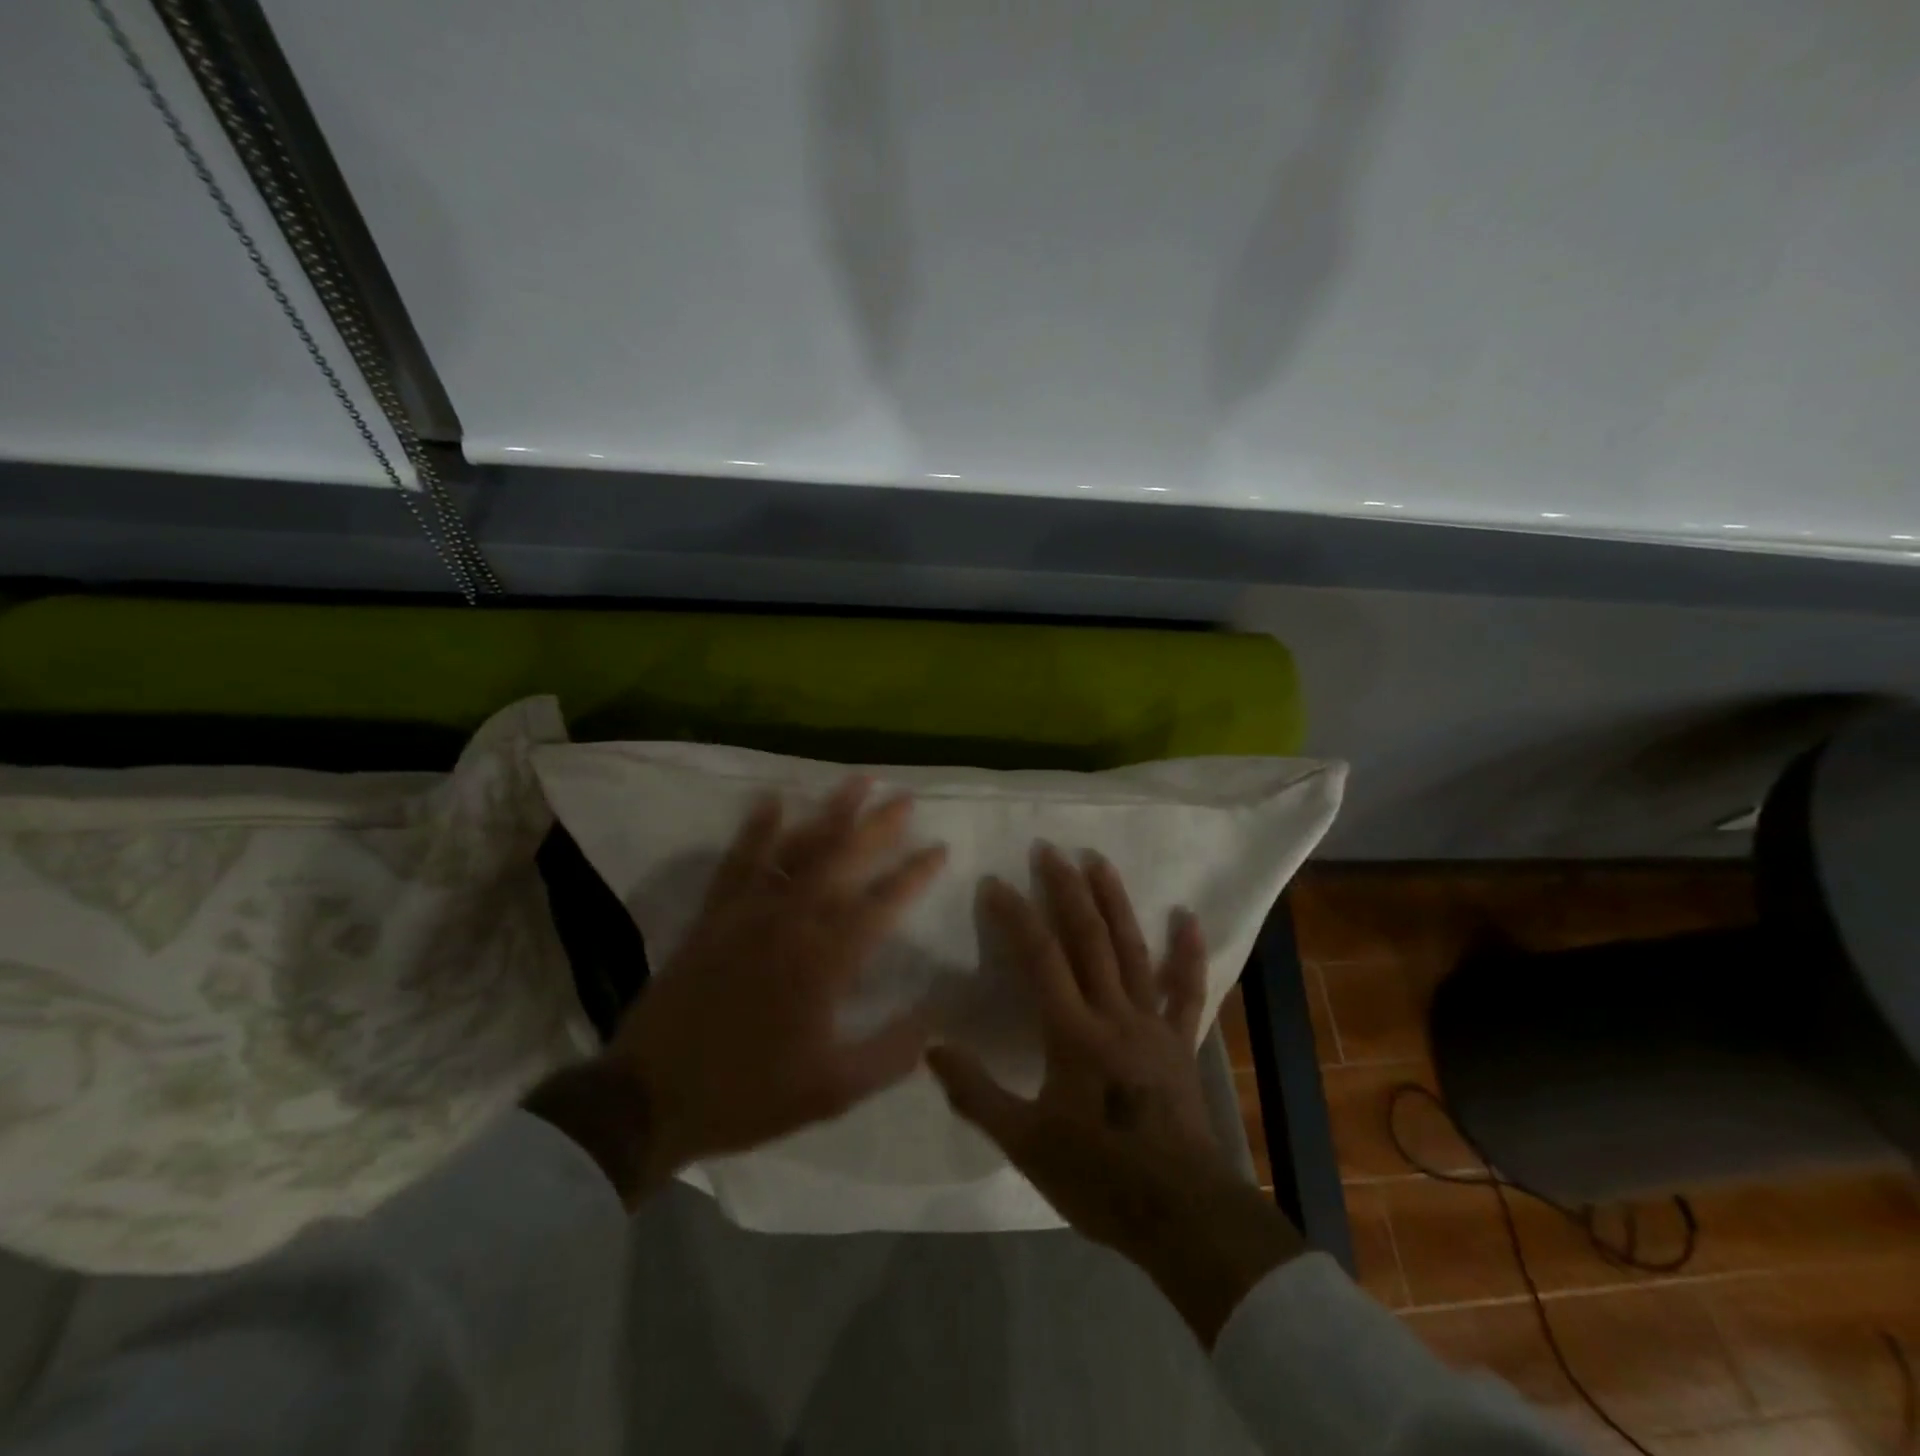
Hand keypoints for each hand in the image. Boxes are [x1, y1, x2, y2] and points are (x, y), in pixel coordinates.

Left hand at [527, 777, 946, 1208]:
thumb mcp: (832, 1091)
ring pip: (797, 848)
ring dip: (829, 813)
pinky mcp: (714, 915)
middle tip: (906, 797)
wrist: (650, 1098)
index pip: (882, 904)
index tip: (940, 847)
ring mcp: (748, 912)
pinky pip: (739, 861)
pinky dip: (757, 828)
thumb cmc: (749, 1095)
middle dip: (879, 827)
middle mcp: (791, 922)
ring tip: (856, 782)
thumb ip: (891, 1053)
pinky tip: (771, 800)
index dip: (915, 874)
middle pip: (843, 860)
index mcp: (825, 961)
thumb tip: (935, 1017)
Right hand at [927, 846, 1302, 1344]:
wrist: (1181, 1215)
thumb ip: (976, 1092)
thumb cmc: (1098, 1178)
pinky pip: (1187, 990)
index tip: (995, 882)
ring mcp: (1153, 1024)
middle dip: (1067, 890)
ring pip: (1133, 950)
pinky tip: (1188, 917)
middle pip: (1089, 939)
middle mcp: (1114, 1014)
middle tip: (1049, 849)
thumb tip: (931, 1047)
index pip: (1040, 959)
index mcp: (1073, 1033)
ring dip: (1115, 903)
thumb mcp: (1025, 1143)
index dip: (1016, 917)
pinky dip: (1187, 952)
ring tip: (1099, 861)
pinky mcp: (1181, 1042)